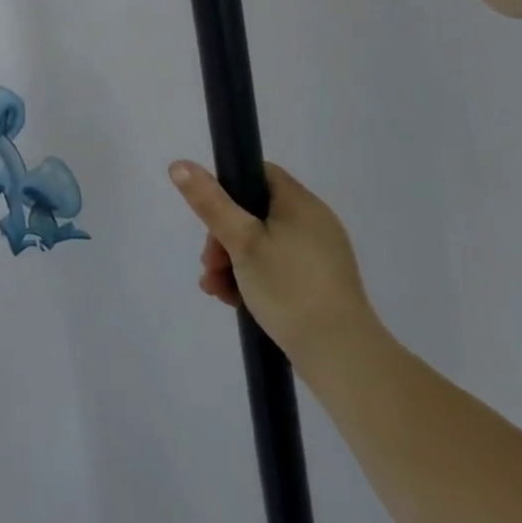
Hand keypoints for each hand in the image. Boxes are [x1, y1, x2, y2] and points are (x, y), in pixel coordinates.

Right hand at [169, 159, 379, 373]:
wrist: (343, 358)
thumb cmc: (290, 288)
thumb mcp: (241, 241)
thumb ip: (210, 202)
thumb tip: (179, 164)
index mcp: (300, 204)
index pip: (257, 174)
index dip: (227, 187)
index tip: (210, 215)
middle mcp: (314, 224)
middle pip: (254, 212)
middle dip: (223, 236)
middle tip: (210, 262)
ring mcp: (319, 257)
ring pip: (261, 244)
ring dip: (231, 261)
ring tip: (215, 288)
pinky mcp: (318, 285)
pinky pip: (276, 268)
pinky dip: (251, 278)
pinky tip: (232, 300)